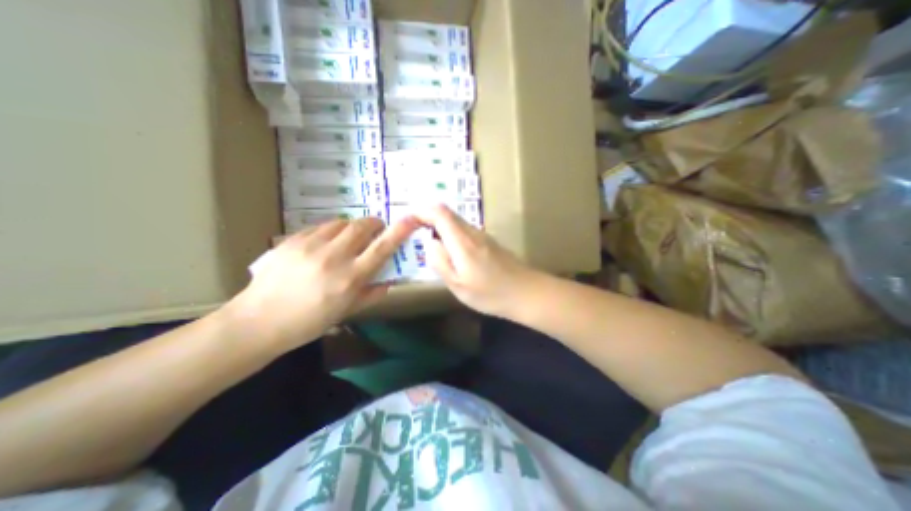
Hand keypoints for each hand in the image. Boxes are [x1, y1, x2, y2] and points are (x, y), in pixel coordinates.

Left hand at [219, 217, 419, 351]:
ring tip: (349, 237)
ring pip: (341, 223)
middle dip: (374, 223)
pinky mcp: (292, 241)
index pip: (382, 248)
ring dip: (351, 226)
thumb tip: (390, 282)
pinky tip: (326, 242)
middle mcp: (334, 257)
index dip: (399, 231)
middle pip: (361, 226)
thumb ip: (372, 294)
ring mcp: (311, 246)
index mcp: (350, 278)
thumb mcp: (346, 311)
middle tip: (376, 229)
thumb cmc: (309, 322)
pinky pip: (319, 227)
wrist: (258, 321)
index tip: (410, 219)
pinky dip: (330, 230)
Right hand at [416, 204, 542, 317]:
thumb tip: (430, 242)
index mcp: (463, 241)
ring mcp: (483, 235)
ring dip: (439, 228)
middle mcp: (473, 232)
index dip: (421, 211)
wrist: (527, 293)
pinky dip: (451, 235)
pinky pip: (464, 232)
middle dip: (428, 218)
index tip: (407, 220)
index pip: (439, 213)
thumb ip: (440, 261)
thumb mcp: (458, 285)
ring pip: (456, 222)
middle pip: (447, 214)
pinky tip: (450, 253)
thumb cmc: (491, 293)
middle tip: (414, 233)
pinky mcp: (489, 242)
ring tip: (429, 244)